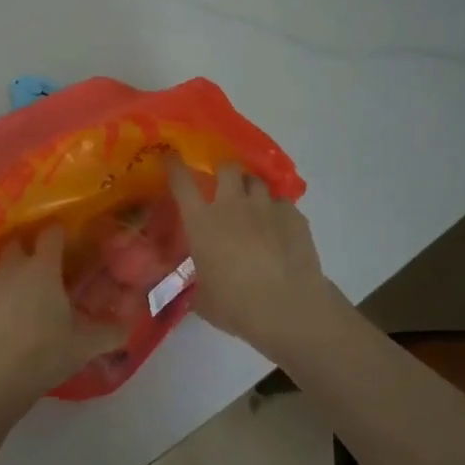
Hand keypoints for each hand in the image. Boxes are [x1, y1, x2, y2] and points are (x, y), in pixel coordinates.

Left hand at [0, 227, 128, 414]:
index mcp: (42, 268)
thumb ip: (110, 333)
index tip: (64, 242)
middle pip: (15, 243)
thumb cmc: (44, 354)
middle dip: (25, 249)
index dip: (58, 234)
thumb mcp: (85, 346)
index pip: (51, 234)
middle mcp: (11, 267)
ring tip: (12, 295)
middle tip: (37, 269)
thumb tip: (128, 327)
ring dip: (4, 274)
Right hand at [169, 159, 334, 354]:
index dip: (174, 165)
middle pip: (227, 168)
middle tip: (224, 187)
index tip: (170, 157)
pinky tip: (279, 229)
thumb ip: (195, 287)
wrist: (288, 308)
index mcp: (202, 222)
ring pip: (256, 181)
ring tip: (253, 206)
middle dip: (224, 172)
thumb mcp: (203, 299)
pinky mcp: (294, 215)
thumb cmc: (236, 305)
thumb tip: (193, 291)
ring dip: (251, 189)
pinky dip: (277, 211)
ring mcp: (266, 207)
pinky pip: (282, 203)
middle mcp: (232, 205)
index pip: (181, 182)